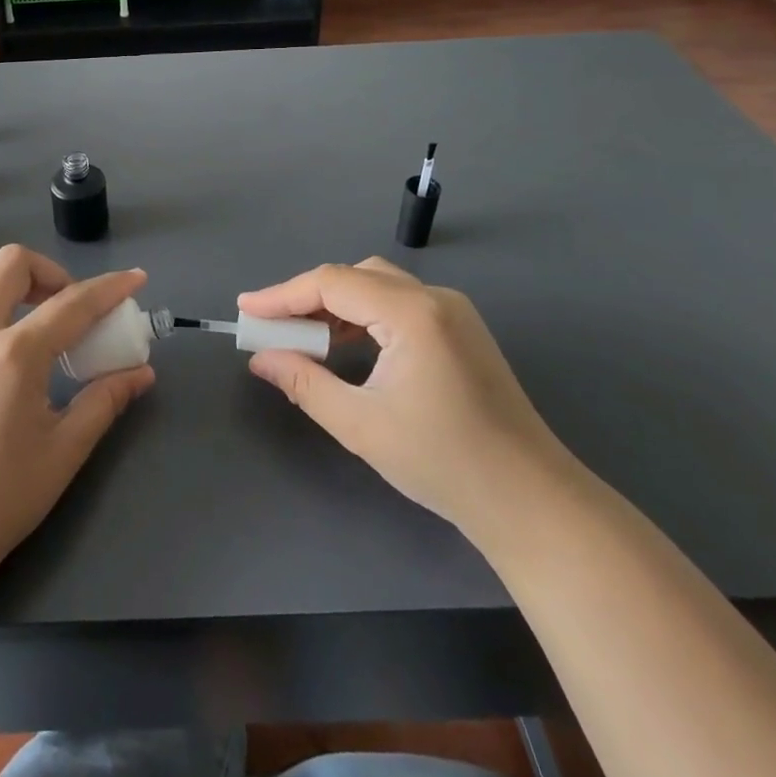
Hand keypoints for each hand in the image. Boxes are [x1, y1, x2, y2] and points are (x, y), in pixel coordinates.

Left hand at [0, 245, 154, 596]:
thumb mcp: (64, 451)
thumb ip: (104, 401)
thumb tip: (141, 373)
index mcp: (15, 355)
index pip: (73, 303)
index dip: (110, 288)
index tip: (135, 279)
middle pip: (11, 265)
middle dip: (50, 271)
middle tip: (67, 305)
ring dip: (0, 279)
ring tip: (22, 311)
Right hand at [239, 257, 567, 539]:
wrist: (530, 500)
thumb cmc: (443, 462)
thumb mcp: (360, 424)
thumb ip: (303, 382)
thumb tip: (260, 359)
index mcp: (412, 313)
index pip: (332, 283)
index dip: (282, 294)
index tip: (245, 311)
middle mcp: (434, 298)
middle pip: (355, 276)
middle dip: (307, 297)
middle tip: (271, 326)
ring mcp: (454, 311)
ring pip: (377, 286)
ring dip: (336, 305)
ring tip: (302, 338)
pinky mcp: (462, 329)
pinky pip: (399, 303)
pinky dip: (364, 315)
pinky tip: (347, 345)